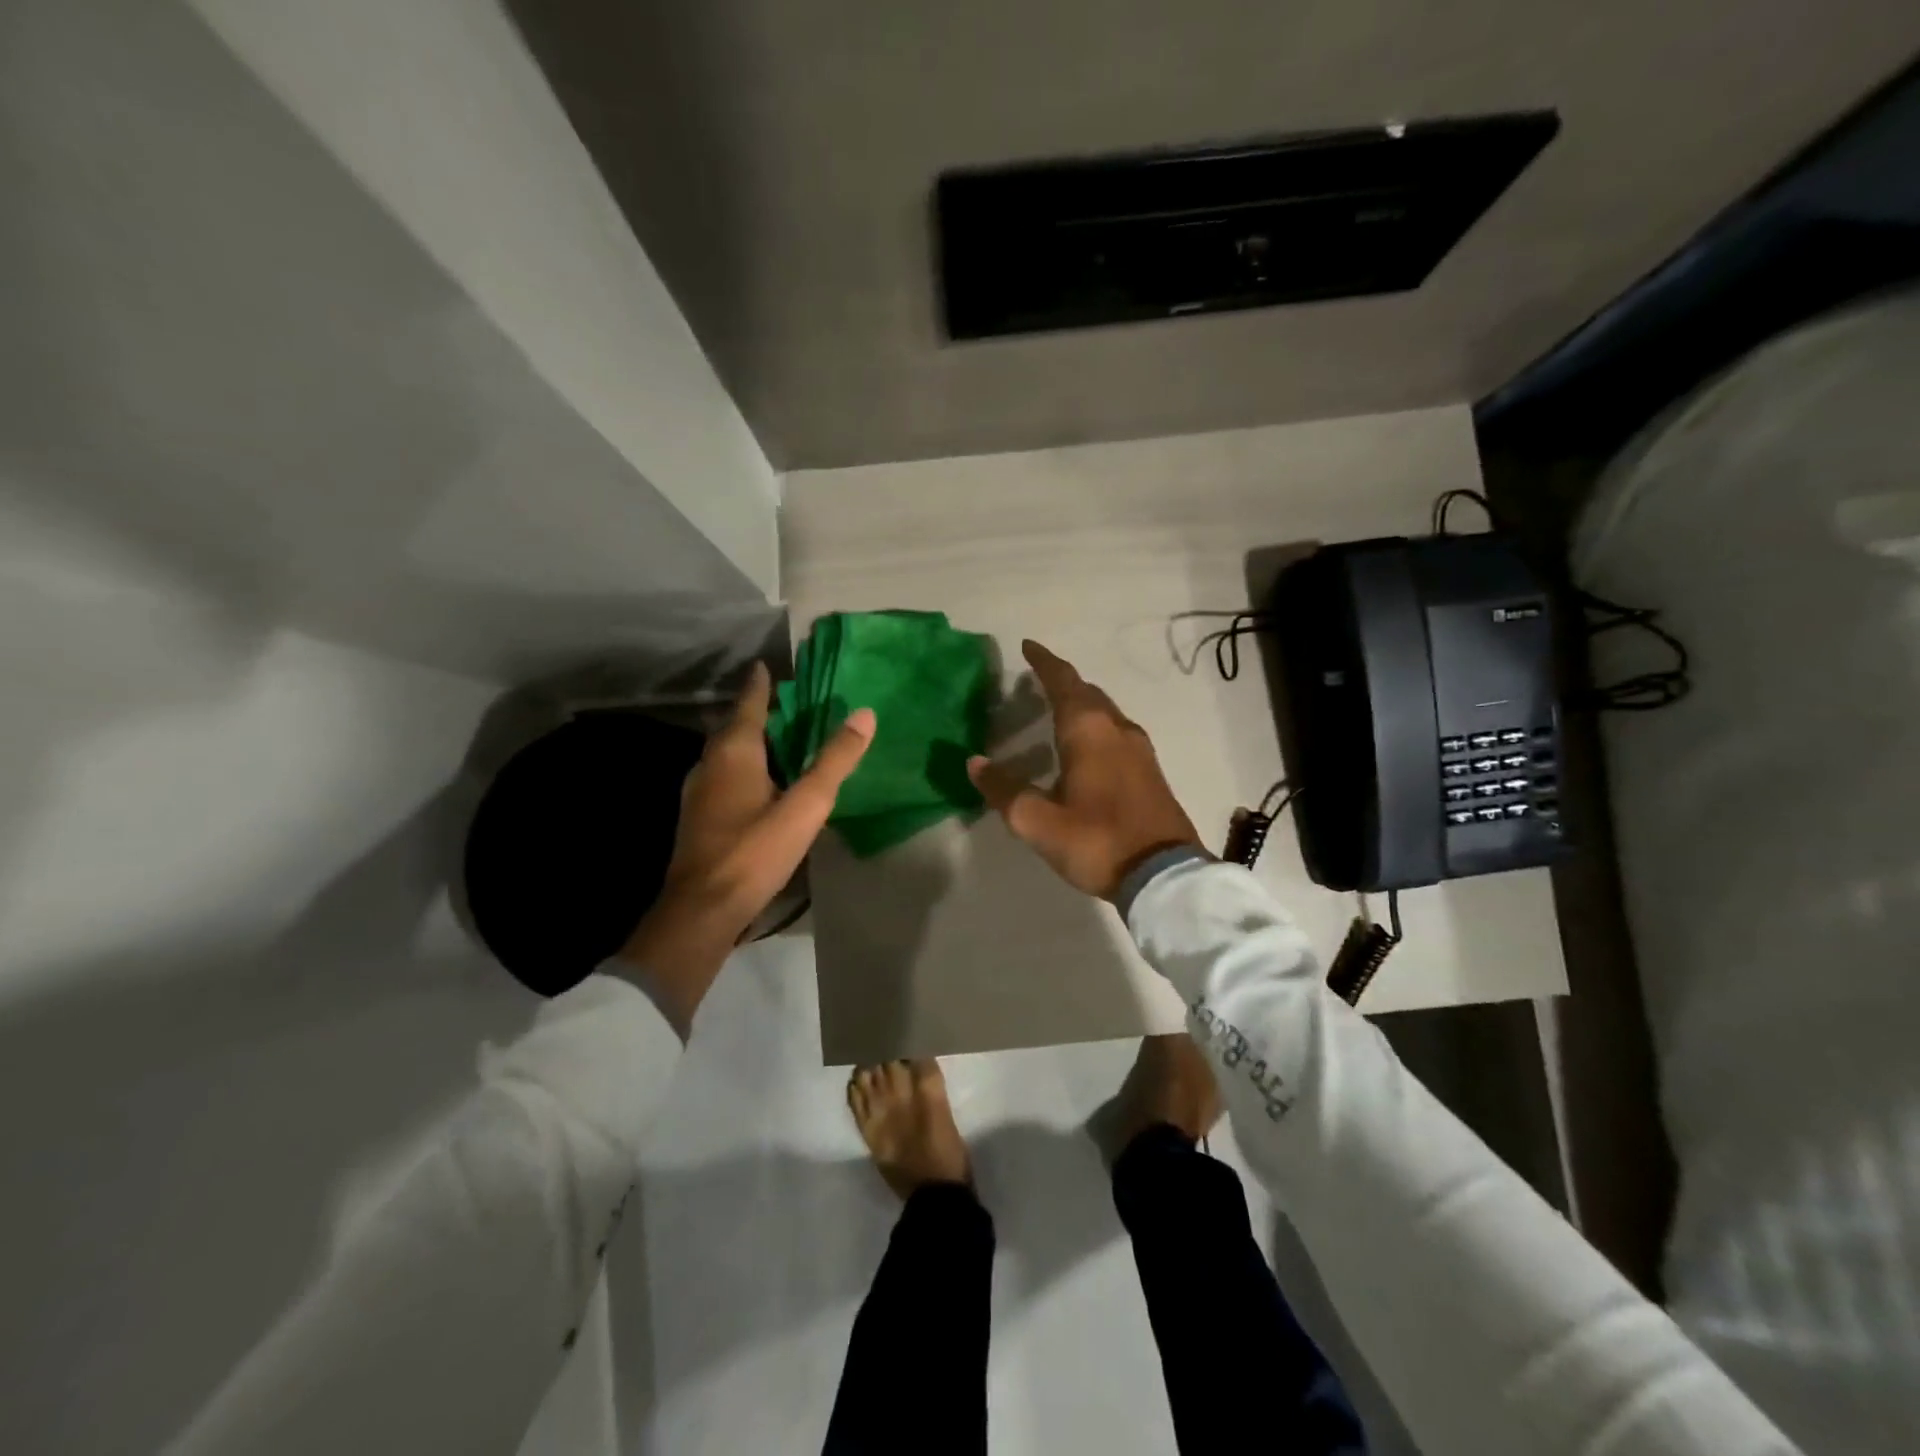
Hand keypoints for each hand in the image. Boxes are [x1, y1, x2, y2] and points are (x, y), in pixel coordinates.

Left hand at [621, 662, 874, 1033]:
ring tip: (777, 739)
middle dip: (756, 712)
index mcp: (733, 752)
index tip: (767, 666)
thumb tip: (865, 714)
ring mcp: (699, 792)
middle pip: (734, 727)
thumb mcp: (806, 805)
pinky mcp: (698, 817)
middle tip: (784, 703)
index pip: (748, 704)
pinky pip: (723, 776)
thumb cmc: (755, 851)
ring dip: (749, 741)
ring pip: (726, 754)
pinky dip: (743, 767)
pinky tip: (760, 784)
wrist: (703, 909)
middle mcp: (709, 764)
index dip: (760, 685)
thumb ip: (834, 761)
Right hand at [967, 640, 1202, 899]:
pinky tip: (1088, 747)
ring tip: (1059, 709)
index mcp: (1088, 731)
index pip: (1063, 683)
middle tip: (1038, 679)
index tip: (1028, 646)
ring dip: (1082, 704)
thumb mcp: (1038, 821)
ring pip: (1106, 712)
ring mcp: (1139, 750)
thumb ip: (1005, 790)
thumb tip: (975, 763)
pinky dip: (1096, 726)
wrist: (1163, 875)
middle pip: (1088, 693)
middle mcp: (1117, 730)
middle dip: (1063, 682)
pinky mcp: (1150, 772)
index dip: (1044, 662)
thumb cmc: (1096, 840)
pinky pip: (1117, 732)